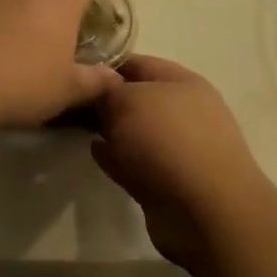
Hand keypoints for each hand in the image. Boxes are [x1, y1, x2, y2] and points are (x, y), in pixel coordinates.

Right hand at [93, 55, 276, 271]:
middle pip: (136, 98)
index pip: (137, 63)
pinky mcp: (170, 183)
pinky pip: (136, 163)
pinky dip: (118, 158)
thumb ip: (107, 91)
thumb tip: (98, 93)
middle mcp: (183, 112)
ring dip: (111, 131)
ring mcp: (179, 149)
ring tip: (76, 128)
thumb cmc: (168, 141)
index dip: (104, 65)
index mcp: (183, 82)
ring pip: (135, 133)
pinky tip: (97, 155)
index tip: (73, 71)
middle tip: (70, 102)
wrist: (206, 212)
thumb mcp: (128, 101)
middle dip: (105, 101)